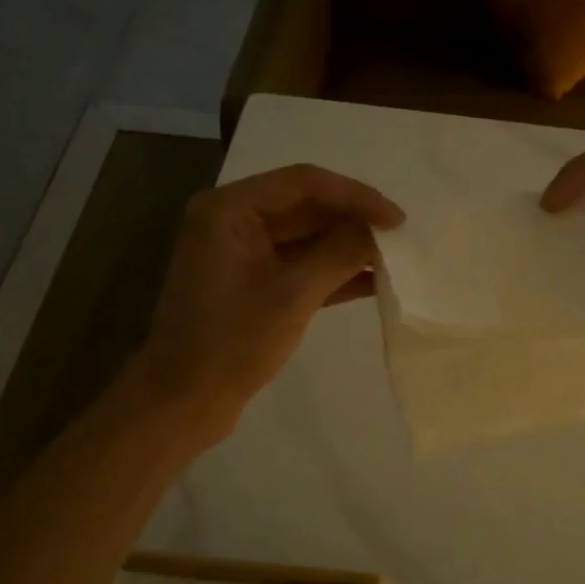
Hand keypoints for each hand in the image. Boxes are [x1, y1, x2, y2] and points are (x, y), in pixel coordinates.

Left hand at [130, 165, 403, 446]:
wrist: (184, 401)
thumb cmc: (232, 343)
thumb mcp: (292, 295)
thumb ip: (339, 254)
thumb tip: (380, 230)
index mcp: (230, 210)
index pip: (303, 182)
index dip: (355, 196)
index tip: (396, 219)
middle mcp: (234, 221)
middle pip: (306, 206)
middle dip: (353, 220)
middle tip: (400, 237)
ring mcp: (242, 253)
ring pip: (306, 237)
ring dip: (347, 246)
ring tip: (394, 257)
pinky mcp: (253, 283)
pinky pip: (299, 265)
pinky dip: (333, 272)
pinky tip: (373, 281)